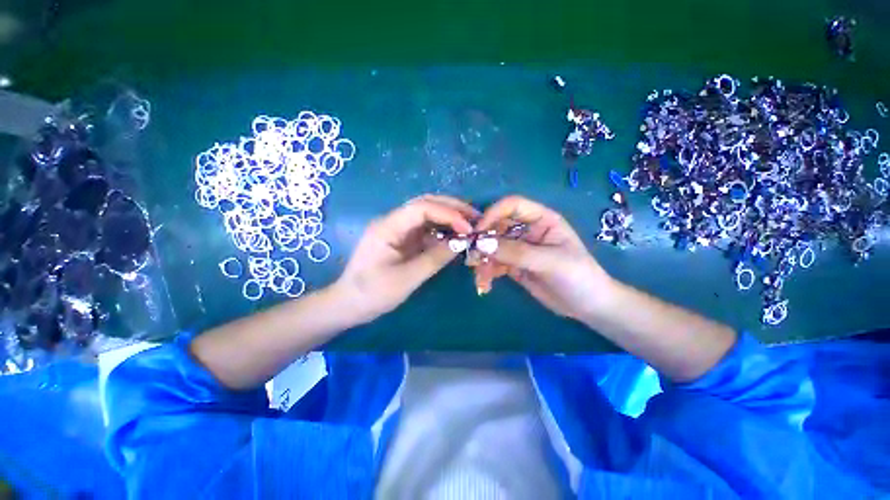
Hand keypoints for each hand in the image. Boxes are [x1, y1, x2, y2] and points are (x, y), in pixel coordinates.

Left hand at [335, 195, 477, 321]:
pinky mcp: (402, 240)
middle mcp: (393, 222)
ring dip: (449, 218)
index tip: (468, 227)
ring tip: (470, 225)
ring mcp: (398, 231)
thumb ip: (434, 258)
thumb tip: (461, 243)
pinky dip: (442, 232)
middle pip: (425, 204)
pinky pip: (425, 230)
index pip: (421, 208)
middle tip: (476, 218)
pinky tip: (454, 238)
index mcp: (388, 227)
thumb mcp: (406, 279)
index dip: (448, 213)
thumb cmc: (372, 293)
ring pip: (427, 215)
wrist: (348, 305)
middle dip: (452, 208)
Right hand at [476, 195, 613, 320]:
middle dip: (483, 242)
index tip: (477, 232)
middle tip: (472, 259)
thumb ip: (516, 252)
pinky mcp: (513, 265)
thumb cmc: (578, 276)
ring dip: (482, 261)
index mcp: (541, 219)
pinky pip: (494, 264)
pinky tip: (485, 285)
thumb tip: (482, 243)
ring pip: (492, 247)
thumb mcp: (549, 262)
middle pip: (496, 227)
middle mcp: (527, 230)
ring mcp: (519, 248)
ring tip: (481, 279)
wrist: (588, 306)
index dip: (492, 214)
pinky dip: (486, 273)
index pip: (512, 205)